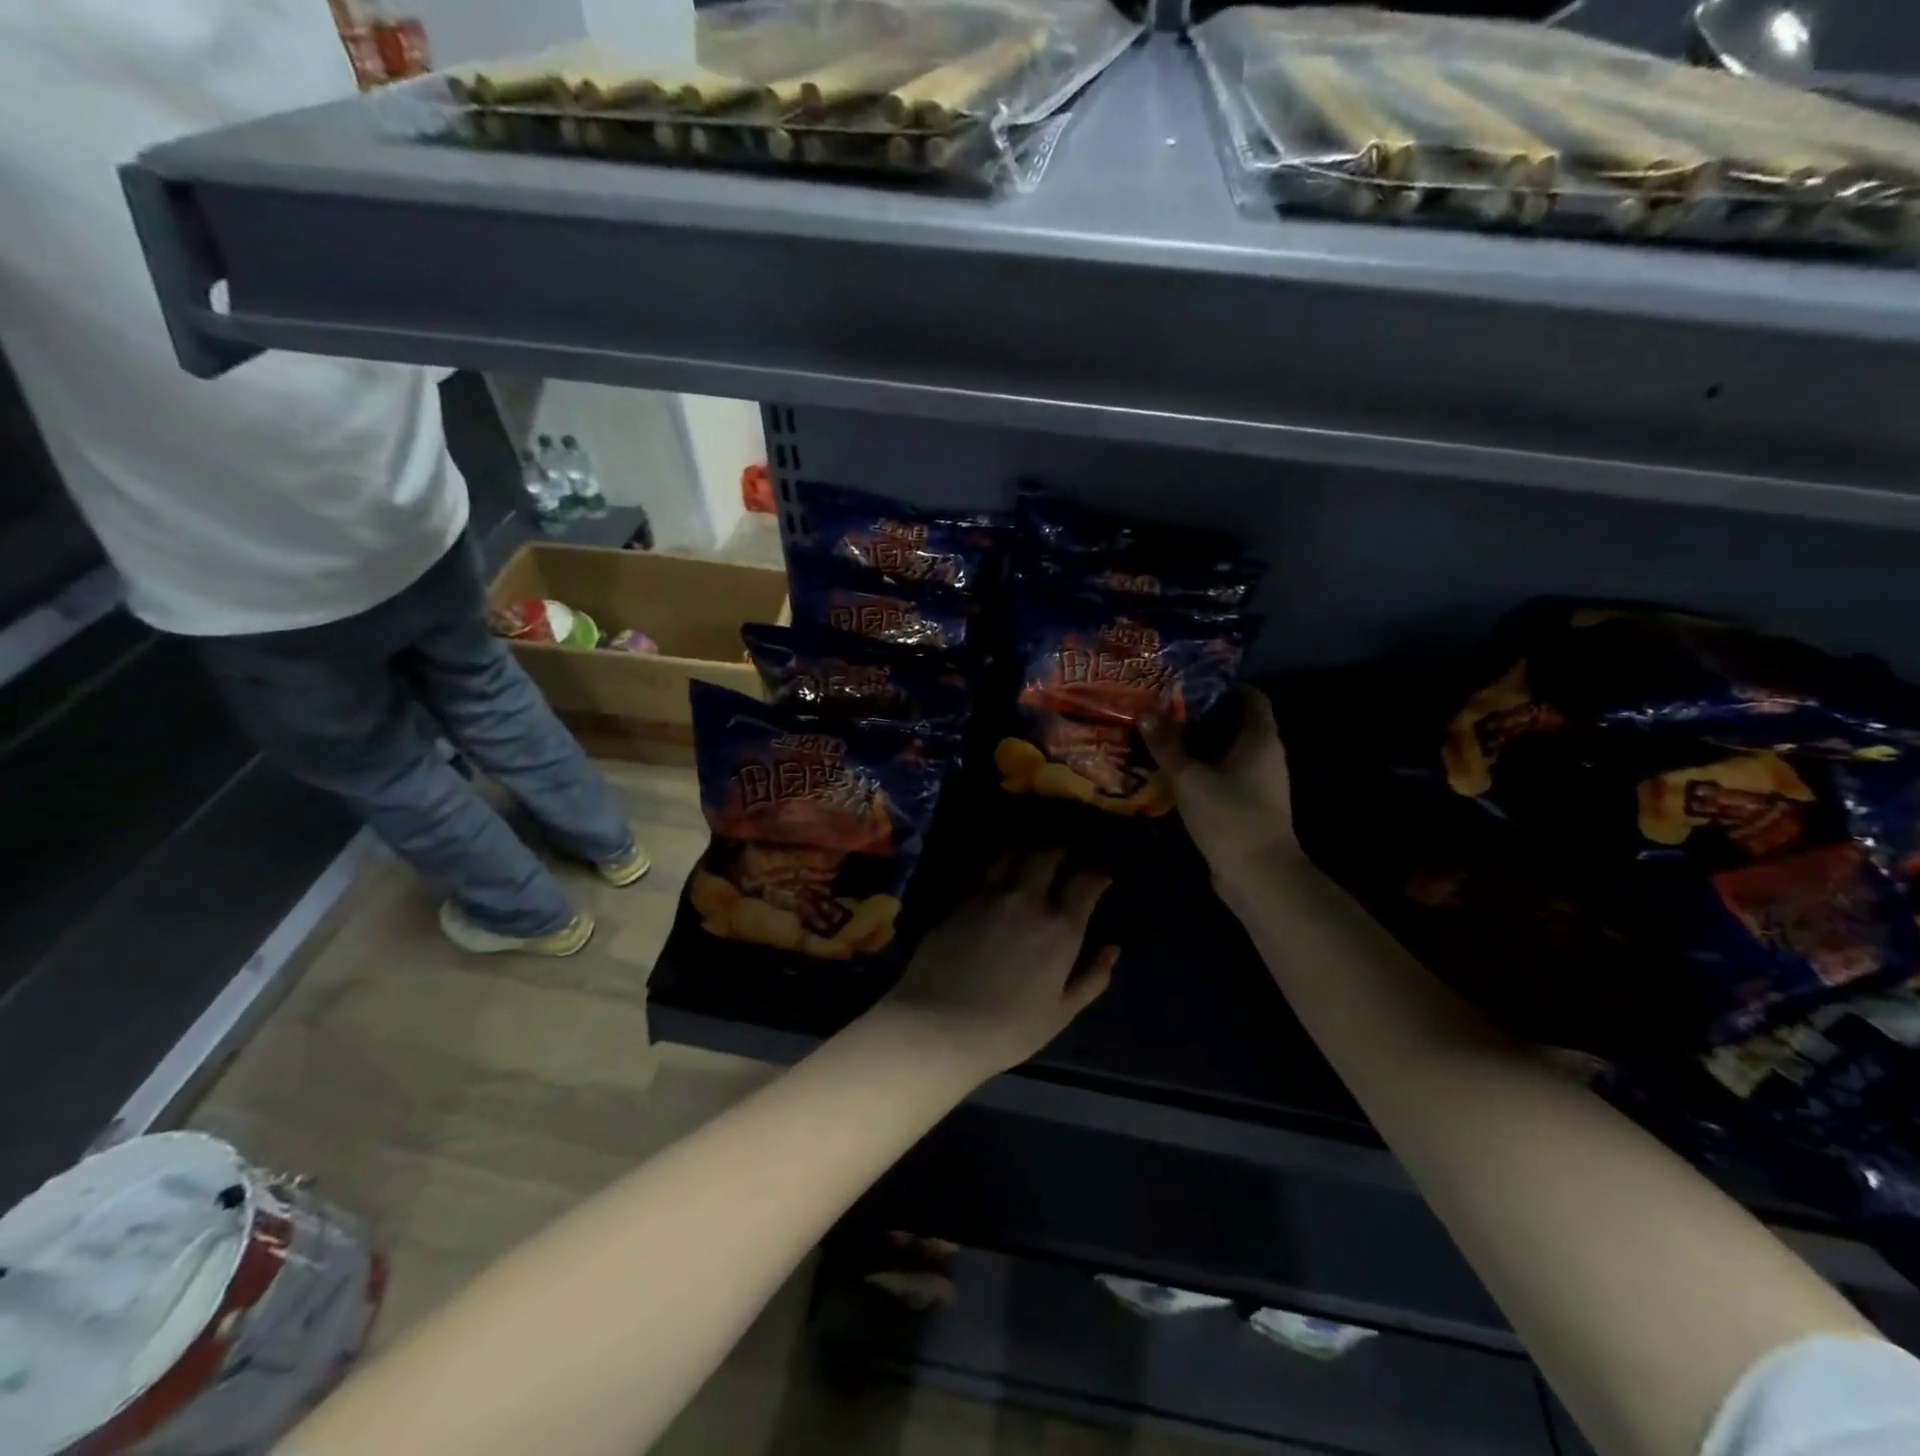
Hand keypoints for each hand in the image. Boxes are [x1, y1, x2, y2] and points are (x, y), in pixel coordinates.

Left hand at [874, 849, 1117, 1079]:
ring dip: (1028, 853)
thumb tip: (1112, 949)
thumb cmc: (1008, 1029)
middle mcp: (1027, 899)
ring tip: (1032, 861)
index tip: (1100, 879)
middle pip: (1048, 855)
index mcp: (1060, 927)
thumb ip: (1092, 978)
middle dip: (1062, 853)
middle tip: (1066, 860)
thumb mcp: (1061, 1013)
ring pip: (1013, 854)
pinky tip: (997, 876)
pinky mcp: (959, 899)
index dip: (1098, 876)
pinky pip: (983, 870)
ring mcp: (988, 894)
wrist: (938, 1025)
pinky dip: (997, 866)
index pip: (1086, 881)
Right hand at [1144, 687, 1299, 889]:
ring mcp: (1257, 782)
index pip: (1251, 696)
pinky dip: (1199, 768)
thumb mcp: (1191, 777)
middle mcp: (1264, 754)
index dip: (1223, 685)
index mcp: (1260, 739)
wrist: (1258, 875)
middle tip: (1163, 706)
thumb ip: (1168, 744)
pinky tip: (1170, 770)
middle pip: (1234, 722)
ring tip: (1159, 734)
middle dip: (1201, 714)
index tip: (1188, 681)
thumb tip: (1145, 712)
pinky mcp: (1245, 804)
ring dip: (1196, 743)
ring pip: (1225, 750)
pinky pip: (1221, 774)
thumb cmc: (1230, 816)